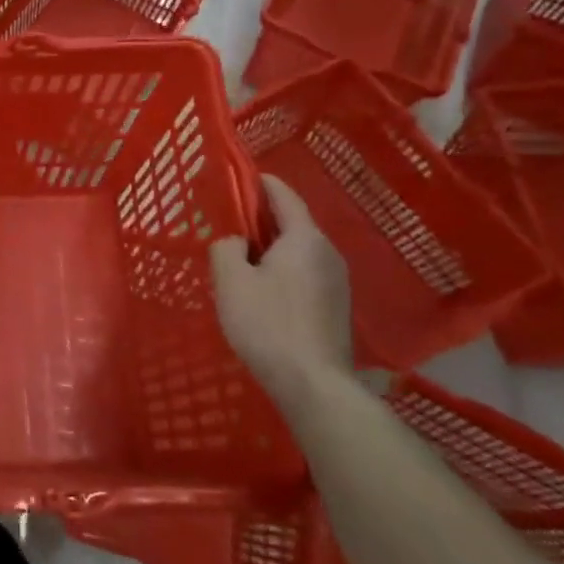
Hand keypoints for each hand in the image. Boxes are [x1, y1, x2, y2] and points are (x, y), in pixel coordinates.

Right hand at [210, 176, 352, 408]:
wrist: (313, 384)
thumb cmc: (267, 324)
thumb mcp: (231, 281)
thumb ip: (226, 248)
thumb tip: (234, 241)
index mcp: (305, 238)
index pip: (284, 196)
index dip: (259, 183)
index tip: (235, 178)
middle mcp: (328, 253)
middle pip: (293, 223)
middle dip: (261, 218)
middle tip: (228, 223)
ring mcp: (338, 282)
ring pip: (299, 250)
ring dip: (271, 247)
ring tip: (240, 257)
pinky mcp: (336, 306)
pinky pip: (305, 273)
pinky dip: (283, 269)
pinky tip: (262, 288)